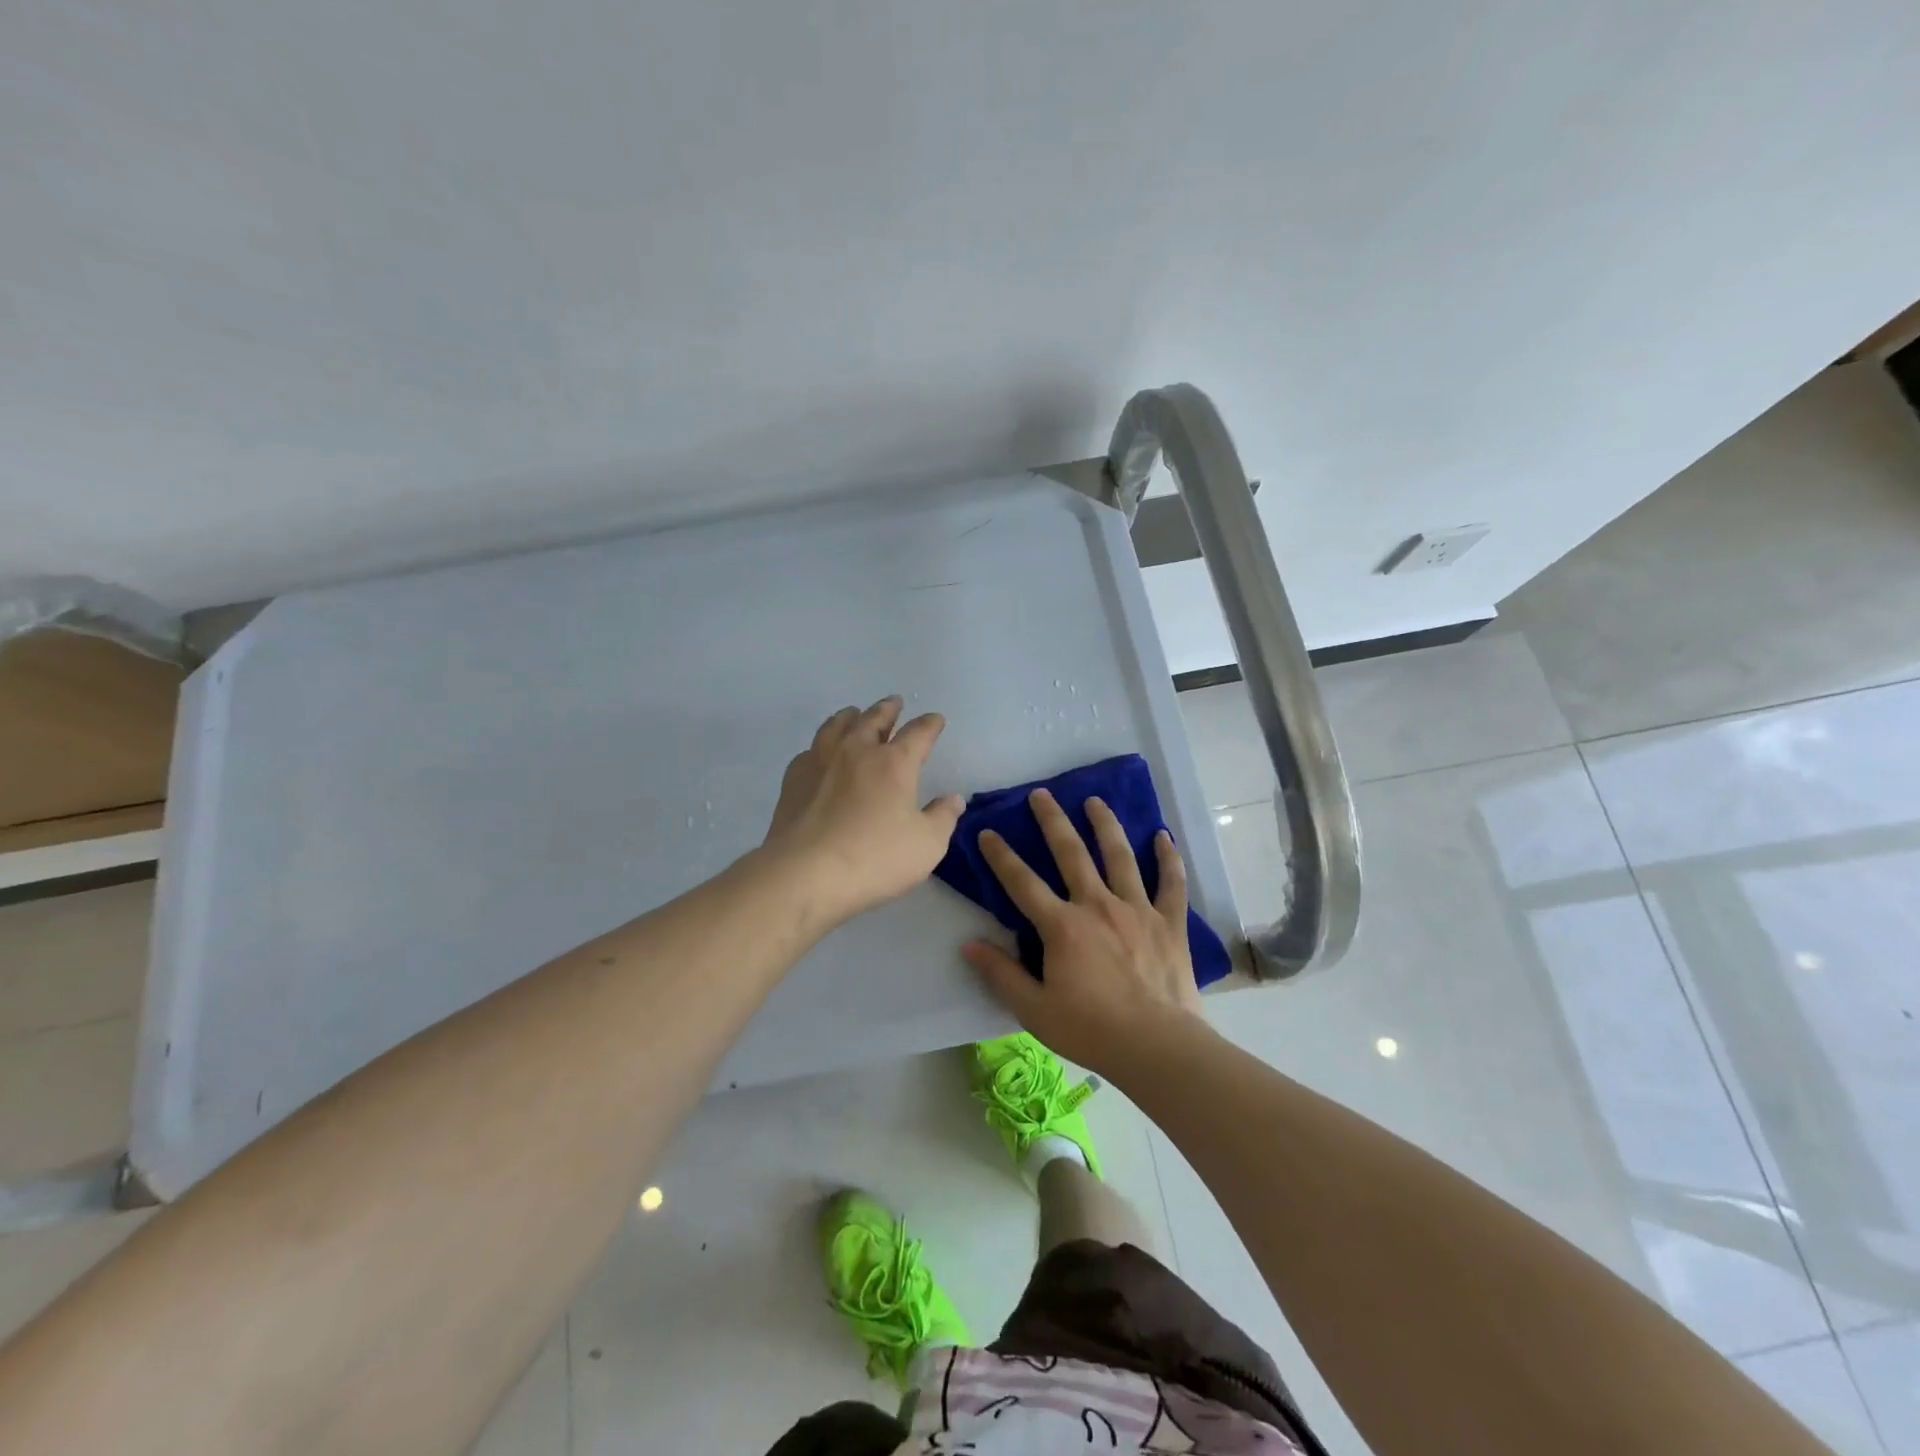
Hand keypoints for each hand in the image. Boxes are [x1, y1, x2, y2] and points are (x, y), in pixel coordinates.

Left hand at [762, 696, 963, 924]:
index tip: (936, 719)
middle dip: (888, 709)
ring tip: (854, 714)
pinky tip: (820, 753)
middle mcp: (857, 751)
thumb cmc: (874, 858)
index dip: (930, 725)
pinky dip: (822, 744)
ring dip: (851, 716)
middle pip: (874, 719)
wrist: (805, 873)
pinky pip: (810, 749)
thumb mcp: (926, 845)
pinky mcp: (794, 779)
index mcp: (894, 763)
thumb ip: (942, 818)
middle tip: (894, 703)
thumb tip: (953, 799)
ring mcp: (821, 761)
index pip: (918, 733)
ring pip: (837, 725)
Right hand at [962, 787, 1202, 1079]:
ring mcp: (1137, 910)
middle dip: (1053, 821)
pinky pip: (1171, 884)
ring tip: (1096, 801)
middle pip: (1071, 853)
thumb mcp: (1033, 1009)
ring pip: (1120, 856)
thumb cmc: (1091, 1031)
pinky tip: (1163, 837)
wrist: (1157, 1047)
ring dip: (1106, 825)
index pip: (1022, 883)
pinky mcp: (1169, 922)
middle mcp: (1098, 905)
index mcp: (1062, 926)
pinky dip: (1168, 859)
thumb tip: (969, 944)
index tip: (987, 831)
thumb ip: (1001, 973)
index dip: (1001, 856)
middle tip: (1042, 794)